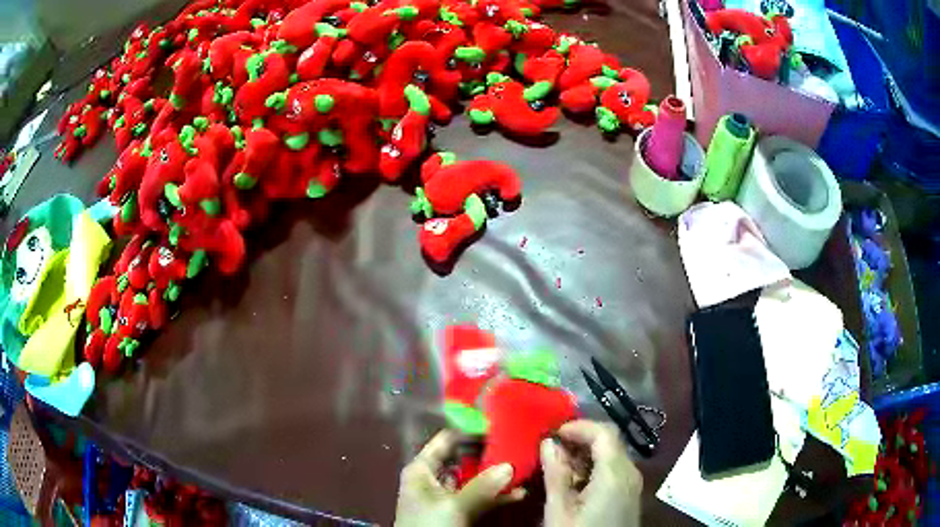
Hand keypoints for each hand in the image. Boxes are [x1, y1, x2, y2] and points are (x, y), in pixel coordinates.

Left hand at [395, 430, 524, 526]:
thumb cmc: (428, 524)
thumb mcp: (453, 506)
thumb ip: (481, 486)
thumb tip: (510, 465)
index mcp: (422, 469)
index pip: (446, 440)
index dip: (470, 429)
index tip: (500, 421)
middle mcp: (434, 478)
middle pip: (464, 459)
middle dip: (490, 454)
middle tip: (519, 443)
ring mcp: (447, 497)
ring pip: (474, 480)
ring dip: (497, 476)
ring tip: (523, 466)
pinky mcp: (457, 512)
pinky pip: (479, 499)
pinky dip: (496, 497)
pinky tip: (519, 494)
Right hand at [541, 420, 642, 526]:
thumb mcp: (560, 510)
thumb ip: (556, 474)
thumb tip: (548, 443)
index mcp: (615, 473)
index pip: (604, 432)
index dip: (579, 426)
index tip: (552, 432)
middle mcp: (630, 472)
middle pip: (609, 441)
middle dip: (579, 439)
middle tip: (550, 447)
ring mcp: (632, 483)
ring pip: (611, 454)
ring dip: (585, 453)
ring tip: (557, 463)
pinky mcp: (628, 493)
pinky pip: (613, 469)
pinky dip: (593, 466)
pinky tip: (573, 480)